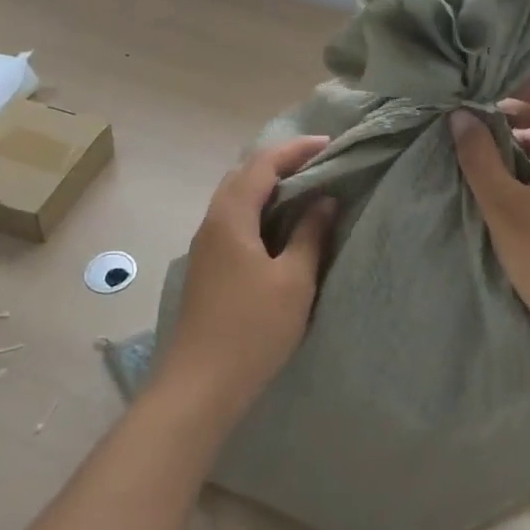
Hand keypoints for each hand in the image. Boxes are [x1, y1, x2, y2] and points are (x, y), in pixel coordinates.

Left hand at [157, 136, 336, 423]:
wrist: (201, 385)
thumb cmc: (252, 329)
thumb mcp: (293, 281)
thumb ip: (310, 235)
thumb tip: (324, 201)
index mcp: (230, 217)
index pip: (263, 164)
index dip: (296, 149)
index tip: (329, 144)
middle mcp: (212, 223)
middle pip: (244, 175)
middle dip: (280, 162)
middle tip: (318, 164)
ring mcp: (205, 246)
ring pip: (236, 198)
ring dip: (268, 187)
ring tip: (305, 190)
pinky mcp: (208, 267)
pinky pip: (234, 221)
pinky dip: (259, 210)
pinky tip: (280, 227)